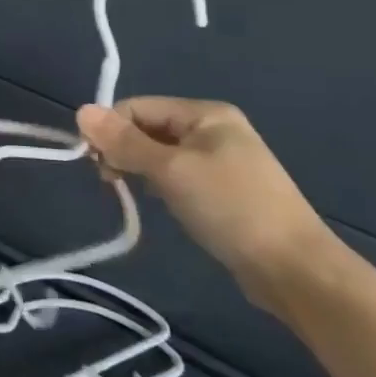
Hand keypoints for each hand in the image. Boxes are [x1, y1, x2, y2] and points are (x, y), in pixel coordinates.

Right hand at [75, 97, 341, 311]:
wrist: (295, 269)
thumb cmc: (230, 207)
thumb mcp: (170, 170)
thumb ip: (124, 141)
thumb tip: (80, 111)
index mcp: (205, 113)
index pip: (136, 107)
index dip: (110, 130)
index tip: (97, 164)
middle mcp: (213, 129)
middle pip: (147, 128)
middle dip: (124, 150)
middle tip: (112, 181)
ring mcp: (221, 160)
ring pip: (159, 153)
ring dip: (140, 169)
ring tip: (135, 193)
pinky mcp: (223, 189)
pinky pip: (176, 174)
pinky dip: (160, 184)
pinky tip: (161, 203)